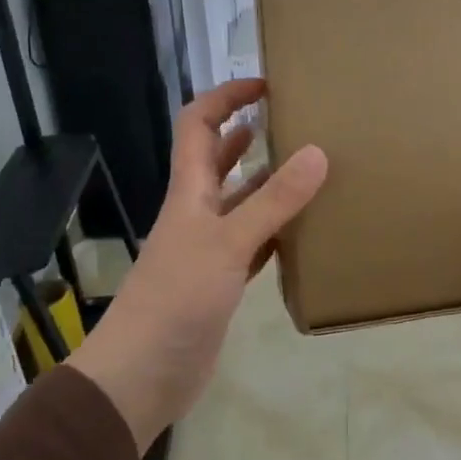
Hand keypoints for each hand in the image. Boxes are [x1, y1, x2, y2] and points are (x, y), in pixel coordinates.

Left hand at [65, 79, 327, 451]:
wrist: (143, 375)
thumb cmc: (176, 300)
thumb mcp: (227, 243)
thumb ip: (272, 202)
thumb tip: (317, 151)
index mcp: (189, 192)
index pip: (199, 126)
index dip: (226, 97)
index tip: (266, 84)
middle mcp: (198, 213)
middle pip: (221, 160)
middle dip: (251, 134)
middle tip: (299, 122)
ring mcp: (210, 249)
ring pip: (243, 203)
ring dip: (271, 184)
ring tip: (315, 169)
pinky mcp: (224, 282)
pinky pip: (256, 244)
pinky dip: (278, 231)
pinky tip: (307, 229)